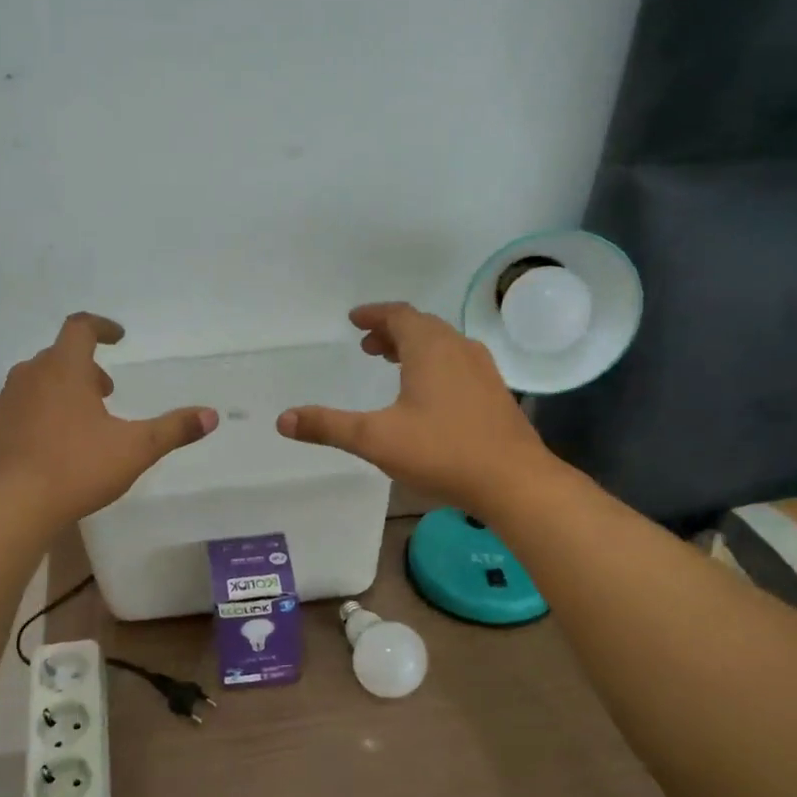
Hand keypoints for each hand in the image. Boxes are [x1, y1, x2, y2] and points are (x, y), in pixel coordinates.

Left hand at [0, 313, 216, 525]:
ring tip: (84, 419)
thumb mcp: (135, 449)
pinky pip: (22, 407)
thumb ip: (174, 429)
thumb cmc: (76, 468)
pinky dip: (42, 411)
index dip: (102, 327)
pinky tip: (54, 444)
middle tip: (107, 392)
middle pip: (59, 355)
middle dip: (86, 366)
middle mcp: (30, 376)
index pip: (80, 328)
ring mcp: (7, 402)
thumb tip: (211, 415)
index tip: (119, 338)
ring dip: (63, 389)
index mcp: (64, 369)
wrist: (10, 506)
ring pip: (38, 381)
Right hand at [277, 303, 551, 516]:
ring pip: (443, 346)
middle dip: (392, 332)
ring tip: (392, 365)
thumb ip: (328, 426)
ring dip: (414, 348)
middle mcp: (458, 349)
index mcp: (430, 349)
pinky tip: (428, 396)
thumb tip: (283, 420)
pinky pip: (458, 364)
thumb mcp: (375, 439)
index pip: (399, 315)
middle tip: (368, 346)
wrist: (514, 481)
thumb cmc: (442, 452)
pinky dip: (435, 365)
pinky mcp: (495, 394)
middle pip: (422, 327)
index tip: (355, 320)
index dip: (374, 314)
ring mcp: (483, 371)